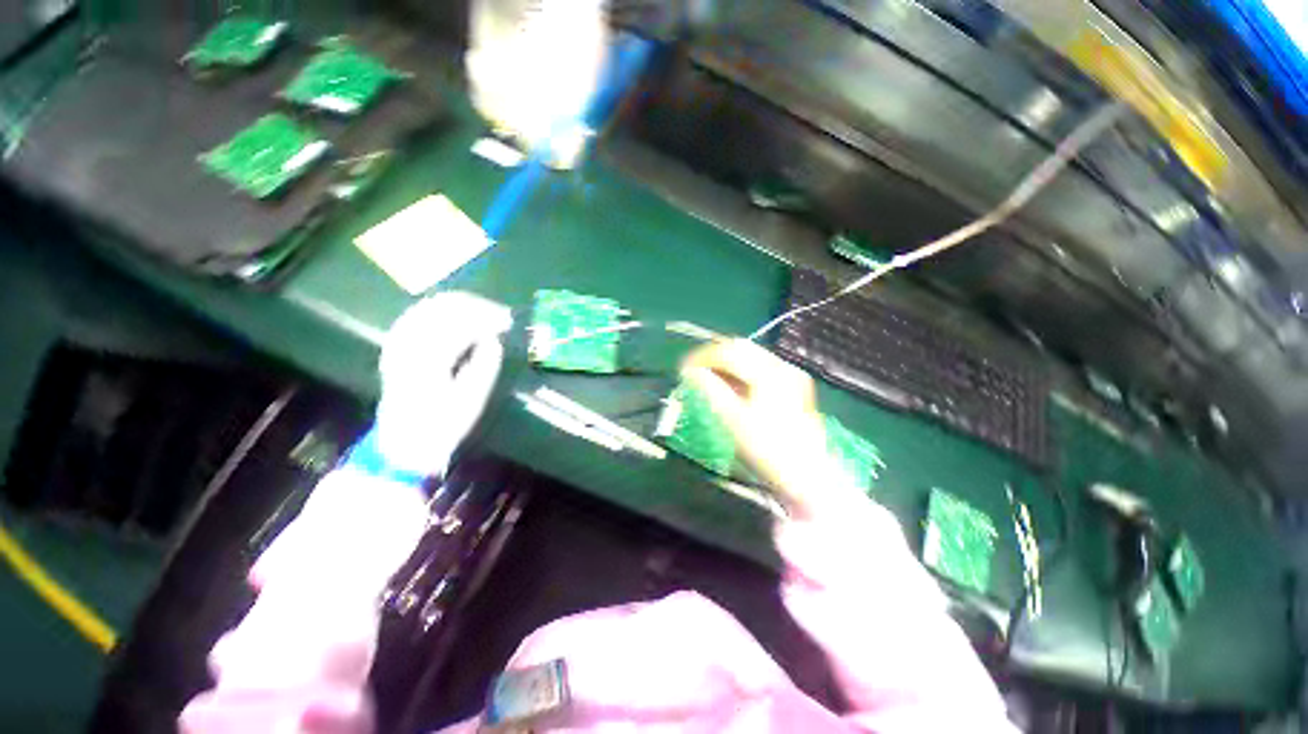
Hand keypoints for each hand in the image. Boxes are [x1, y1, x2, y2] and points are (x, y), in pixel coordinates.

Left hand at [375, 291, 512, 476]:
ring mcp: (398, 343)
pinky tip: (459, 315)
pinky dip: (442, 310)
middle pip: (443, 307)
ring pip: (430, 306)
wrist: (405, 442)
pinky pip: (419, 314)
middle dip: (477, 306)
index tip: (509, 322)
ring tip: (486, 313)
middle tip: (501, 315)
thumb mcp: (472, 401)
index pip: (460, 323)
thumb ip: (485, 366)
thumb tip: (493, 340)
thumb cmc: (444, 425)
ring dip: (462, 305)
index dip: (488, 317)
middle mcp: (409, 344)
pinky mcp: (396, 345)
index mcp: (428, 360)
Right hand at [682, 339, 851, 519]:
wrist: (808, 476)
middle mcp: (782, 367)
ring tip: (707, 376)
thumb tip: (690, 372)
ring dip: (726, 362)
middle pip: (741, 348)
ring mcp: (790, 375)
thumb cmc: (769, 450)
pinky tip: (729, 384)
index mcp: (769, 373)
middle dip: (714, 356)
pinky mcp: (793, 385)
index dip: (702, 357)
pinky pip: (760, 367)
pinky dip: (740, 370)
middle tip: (693, 369)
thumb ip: (711, 391)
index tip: (683, 368)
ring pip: (751, 355)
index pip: (729, 352)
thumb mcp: (734, 421)